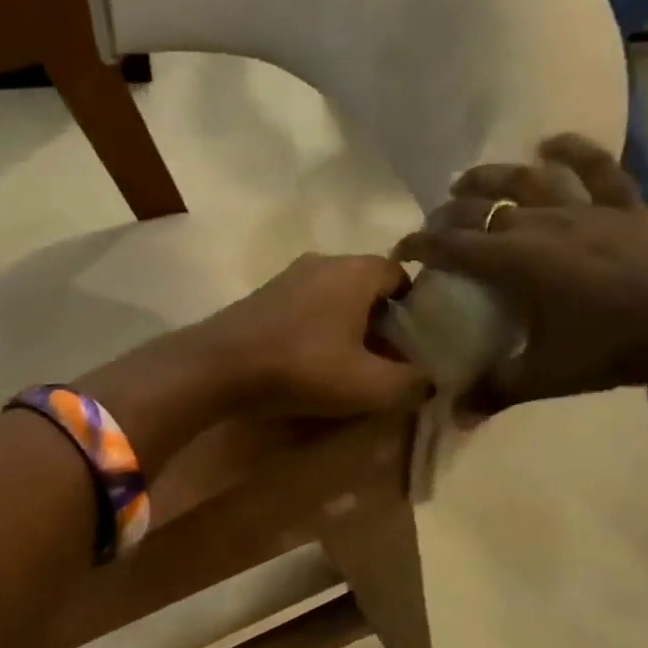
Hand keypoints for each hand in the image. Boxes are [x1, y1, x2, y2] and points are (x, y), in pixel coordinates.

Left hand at [198, 254, 432, 418]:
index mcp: (356, 270)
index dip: (414, 311)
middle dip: (380, 322)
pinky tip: (309, 361)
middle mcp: (324, 261)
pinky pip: (304, 307)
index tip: (414, 346)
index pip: (401, 276)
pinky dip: (316, 329)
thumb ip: (411, 383)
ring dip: (346, 327)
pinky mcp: (262, 296)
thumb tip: (431, 381)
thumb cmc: (302, 367)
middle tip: (384, 361)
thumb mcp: (369, 385)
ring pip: (334, 297)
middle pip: (367, 287)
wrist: (217, 366)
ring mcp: (287, 276)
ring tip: (348, 366)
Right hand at [394, 136, 647, 406]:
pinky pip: (599, 169)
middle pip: (481, 209)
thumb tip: (454, 415)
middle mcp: (541, 225)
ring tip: (467, 179)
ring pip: (528, 180)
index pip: (451, 245)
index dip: (419, 244)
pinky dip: (574, 151)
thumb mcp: (545, 376)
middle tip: (434, 226)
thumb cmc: (609, 349)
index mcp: (514, 262)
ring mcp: (584, 210)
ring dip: (491, 176)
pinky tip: (550, 143)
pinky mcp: (624, 207)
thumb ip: (494, 391)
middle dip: (448, 214)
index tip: (400, 251)